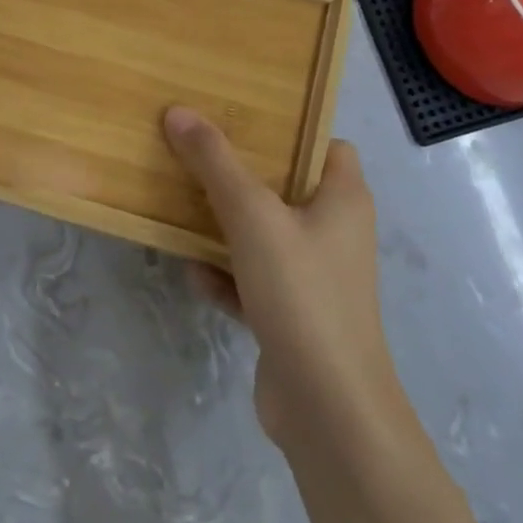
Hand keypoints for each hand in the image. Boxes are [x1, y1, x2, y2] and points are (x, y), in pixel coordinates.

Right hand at [163, 108, 411, 454]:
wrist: (327, 410)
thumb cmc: (302, 293)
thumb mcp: (253, 216)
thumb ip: (215, 163)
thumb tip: (179, 111)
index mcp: (343, 198)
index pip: (326, 144)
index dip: (290, 129)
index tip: (243, 119)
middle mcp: (336, 231)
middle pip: (287, 186)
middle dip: (243, 174)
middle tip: (198, 151)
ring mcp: (315, 277)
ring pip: (266, 235)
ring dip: (227, 226)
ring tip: (183, 204)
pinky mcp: (294, 316)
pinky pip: (255, 280)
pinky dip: (227, 275)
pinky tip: (193, 272)